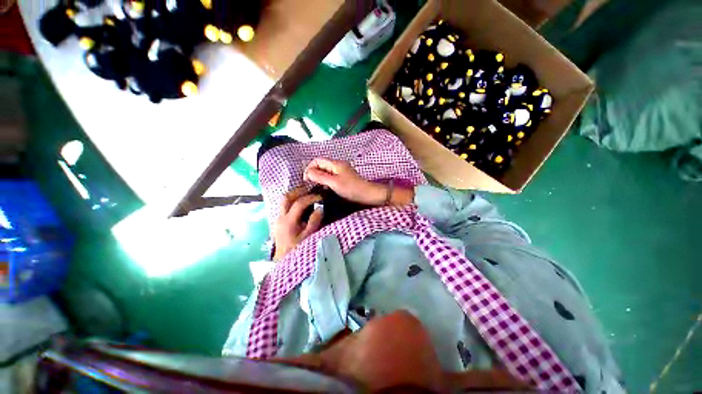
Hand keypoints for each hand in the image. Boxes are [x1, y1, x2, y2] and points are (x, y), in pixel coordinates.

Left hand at [273, 188, 323, 261]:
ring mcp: (278, 218)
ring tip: (306, 193)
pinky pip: (285, 206)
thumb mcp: (309, 237)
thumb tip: (320, 208)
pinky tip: (301, 204)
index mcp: (288, 222)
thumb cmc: (297, 249)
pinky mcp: (279, 221)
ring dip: (295, 195)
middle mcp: (280, 217)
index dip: (310, 197)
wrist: (283, 260)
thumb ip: (314, 222)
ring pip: (284, 201)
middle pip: (286, 197)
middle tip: (311, 189)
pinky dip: (293, 201)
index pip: (299, 203)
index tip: (320, 197)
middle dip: (299, 191)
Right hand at [304, 158, 386, 205]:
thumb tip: (308, 172)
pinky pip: (331, 177)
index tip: (306, 180)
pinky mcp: (344, 179)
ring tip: (316, 189)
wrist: (368, 195)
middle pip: (321, 166)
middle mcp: (338, 165)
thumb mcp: (334, 183)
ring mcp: (342, 172)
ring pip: (326, 172)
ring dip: (319, 179)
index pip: (317, 160)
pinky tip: (325, 190)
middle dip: (313, 174)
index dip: (309, 168)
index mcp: (335, 164)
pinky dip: (326, 182)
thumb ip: (320, 176)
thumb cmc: (351, 188)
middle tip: (310, 186)